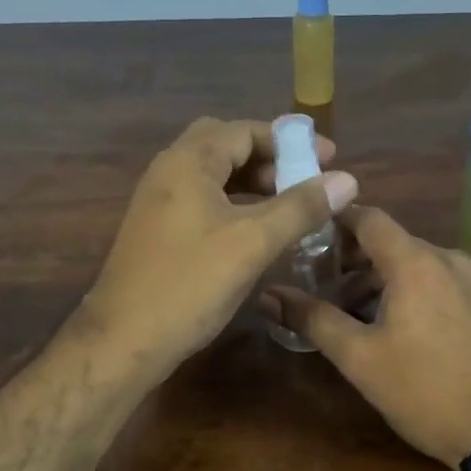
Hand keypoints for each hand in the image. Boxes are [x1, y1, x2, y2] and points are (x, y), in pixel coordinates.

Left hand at [78, 117, 357, 374]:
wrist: (123, 340)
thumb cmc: (189, 285)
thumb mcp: (252, 243)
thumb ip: (300, 207)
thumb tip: (347, 179)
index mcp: (188, 162)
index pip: (244, 130)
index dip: (290, 141)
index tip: (328, 159)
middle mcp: (168, 172)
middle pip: (225, 145)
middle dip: (268, 157)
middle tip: (303, 179)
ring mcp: (158, 202)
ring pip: (212, 174)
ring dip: (251, 181)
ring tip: (289, 205)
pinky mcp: (157, 231)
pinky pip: (201, 200)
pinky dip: (233, 203)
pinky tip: (255, 230)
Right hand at [265, 207, 470, 470]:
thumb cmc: (423, 389)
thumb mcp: (358, 357)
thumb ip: (312, 319)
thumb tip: (269, 295)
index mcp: (415, 262)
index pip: (368, 218)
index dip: (334, 221)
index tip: (306, 236)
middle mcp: (447, 259)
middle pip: (391, 242)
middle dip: (352, 261)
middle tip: (320, 286)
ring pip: (415, 265)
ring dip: (380, 281)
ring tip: (352, 316)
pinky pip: (438, 283)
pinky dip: (410, 291)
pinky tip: (395, 328)